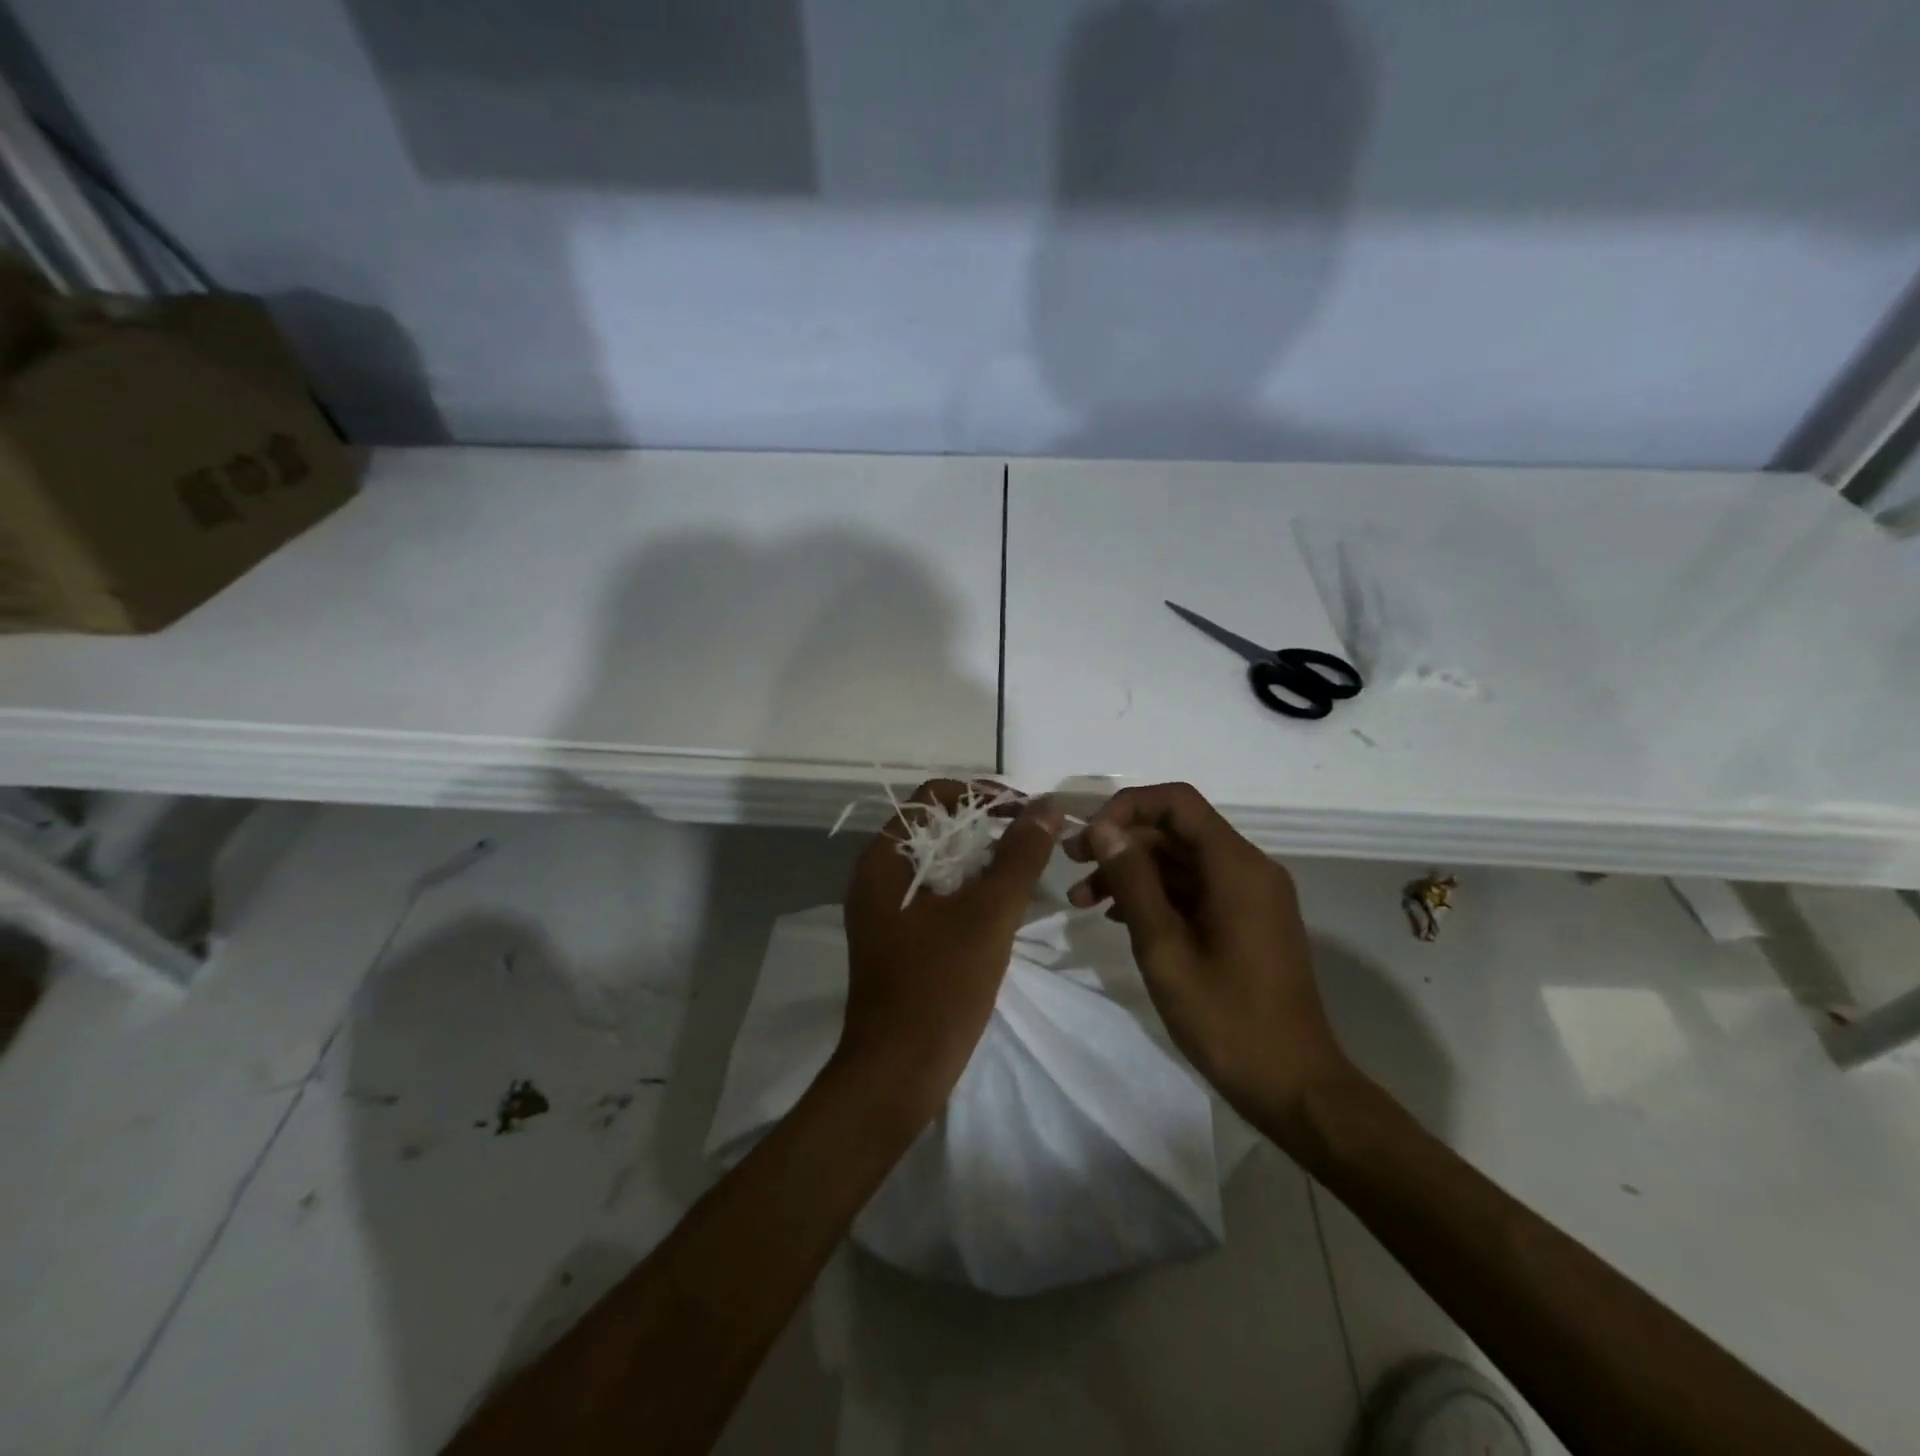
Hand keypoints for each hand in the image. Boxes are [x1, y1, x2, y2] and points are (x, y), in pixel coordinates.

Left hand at [838, 780, 1063, 1122]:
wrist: (897, 1074)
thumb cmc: (940, 986)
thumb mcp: (988, 914)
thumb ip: (1020, 855)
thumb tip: (1047, 804)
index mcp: (883, 859)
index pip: (933, 797)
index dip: (982, 794)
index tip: (1026, 811)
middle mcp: (876, 875)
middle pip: (935, 827)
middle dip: (986, 826)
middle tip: (1034, 839)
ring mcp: (884, 909)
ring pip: (938, 863)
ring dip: (981, 858)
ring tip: (1026, 868)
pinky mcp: (897, 938)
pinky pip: (935, 894)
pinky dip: (969, 889)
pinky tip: (1003, 905)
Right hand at [1065, 782, 1352, 1138]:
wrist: (1294, 1086)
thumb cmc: (1226, 1018)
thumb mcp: (1164, 948)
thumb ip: (1133, 881)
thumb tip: (1103, 828)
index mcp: (1236, 866)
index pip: (1176, 802)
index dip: (1126, 808)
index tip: (1088, 839)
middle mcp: (1248, 868)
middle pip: (1175, 830)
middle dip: (1121, 841)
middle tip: (1071, 865)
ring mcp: (1249, 895)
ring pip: (1180, 860)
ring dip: (1131, 871)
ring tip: (1082, 901)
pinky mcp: (1245, 920)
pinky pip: (1194, 888)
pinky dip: (1154, 894)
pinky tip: (1118, 918)